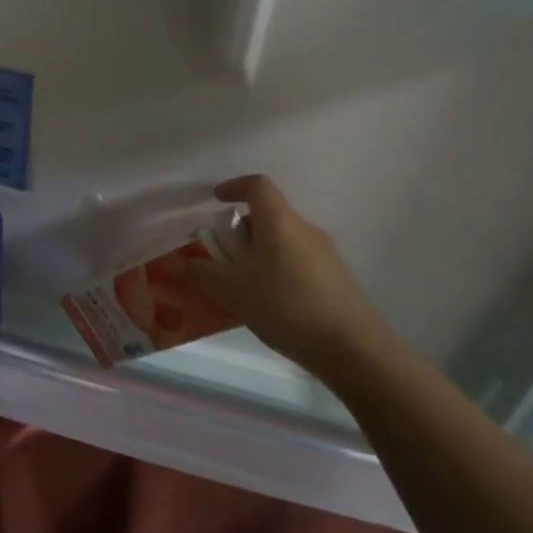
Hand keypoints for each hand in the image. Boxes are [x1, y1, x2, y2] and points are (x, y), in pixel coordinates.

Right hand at [184, 175, 402, 370]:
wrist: (351, 346)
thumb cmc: (285, 306)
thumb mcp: (233, 290)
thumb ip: (203, 273)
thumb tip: (181, 262)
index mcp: (279, 221)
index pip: (257, 186)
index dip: (234, 187)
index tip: (215, 201)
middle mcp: (304, 229)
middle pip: (267, 216)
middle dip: (240, 232)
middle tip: (221, 259)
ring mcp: (324, 254)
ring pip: (281, 241)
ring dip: (257, 254)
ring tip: (241, 288)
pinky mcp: (334, 278)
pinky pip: (295, 262)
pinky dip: (275, 272)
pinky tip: (269, 305)